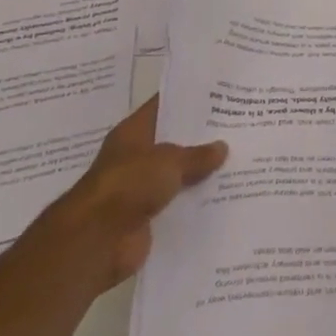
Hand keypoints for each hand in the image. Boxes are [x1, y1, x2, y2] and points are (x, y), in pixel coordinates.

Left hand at [51, 98, 226, 291]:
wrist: (96, 242)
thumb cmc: (128, 185)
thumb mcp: (169, 161)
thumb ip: (197, 154)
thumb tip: (222, 147)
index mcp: (133, 133)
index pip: (164, 107)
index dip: (189, 99)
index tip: (219, 93)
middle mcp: (135, 157)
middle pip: (173, 141)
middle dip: (201, 137)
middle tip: (237, 127)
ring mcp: (139, 188)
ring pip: (177, 174)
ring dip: (200, 172)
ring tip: (238, 160)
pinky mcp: (146, 217)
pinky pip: (177, 203)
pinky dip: (195, 202)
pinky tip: (225, 194)